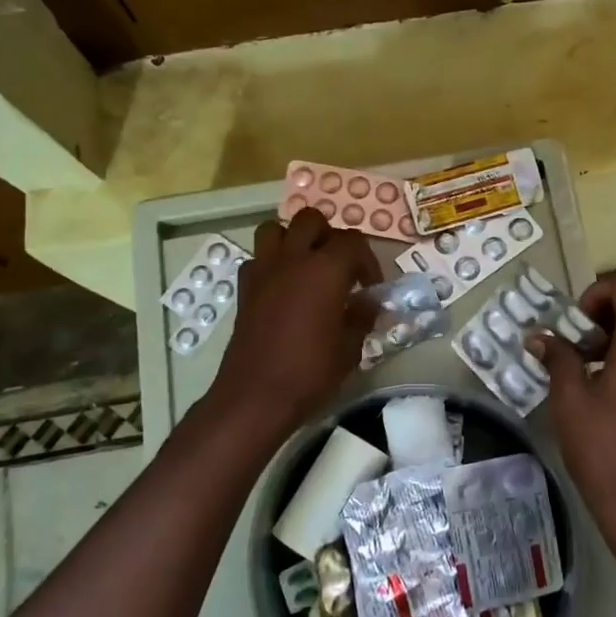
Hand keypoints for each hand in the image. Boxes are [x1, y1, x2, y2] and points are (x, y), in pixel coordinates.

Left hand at [210, 209, 380, 434]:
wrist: (255, 395)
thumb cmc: (310, 372)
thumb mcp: (350, 348)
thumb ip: (362, 316)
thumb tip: (370, 302)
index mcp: (326, 269)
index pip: (353, 241)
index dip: (367, 260)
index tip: (371, 287)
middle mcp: (293, 259)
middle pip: (312, 220)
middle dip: (329, 236)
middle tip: (339, 267)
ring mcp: (264, 270)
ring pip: (276, 229)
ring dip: (294, 239)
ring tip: (307, 266)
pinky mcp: (244, 287)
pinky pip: (258, 258)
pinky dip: (272, 263)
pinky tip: (282, 288)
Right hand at [530, 271, 615, 564]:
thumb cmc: (605, 451)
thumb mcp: (570, 401)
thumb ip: (558, 359)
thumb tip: (539, 336)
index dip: (599, 292)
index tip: (576, 322)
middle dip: (603, 316)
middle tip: (573, 345)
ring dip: (615, 338)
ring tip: (583, 368)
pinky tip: (605, 390)